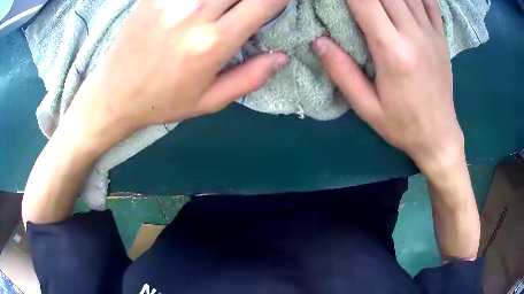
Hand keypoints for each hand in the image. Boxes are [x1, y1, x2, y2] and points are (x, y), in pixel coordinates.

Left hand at [69, 0, 289, 148]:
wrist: (114, 94)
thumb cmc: (162, 101)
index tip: (282, 2)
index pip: (264, 2)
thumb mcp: (209, 102)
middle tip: (254, 5)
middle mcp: (195, 13)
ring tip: (227, 8)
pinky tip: (202, 6)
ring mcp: (172, 0)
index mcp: (213, 42)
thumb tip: (282, 56)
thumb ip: (250, 78)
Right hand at [312, 0, 463, 177]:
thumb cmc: (402, 125)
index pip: (364, 2)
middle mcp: (413, 35)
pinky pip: (429, 2)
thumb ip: (342, 72)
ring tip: (378, 1)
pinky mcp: (441, 36)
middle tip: (357, 0)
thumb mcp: (367, 107)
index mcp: (392, 52)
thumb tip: (318, 41)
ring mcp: (431, 33)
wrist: (439, 136)